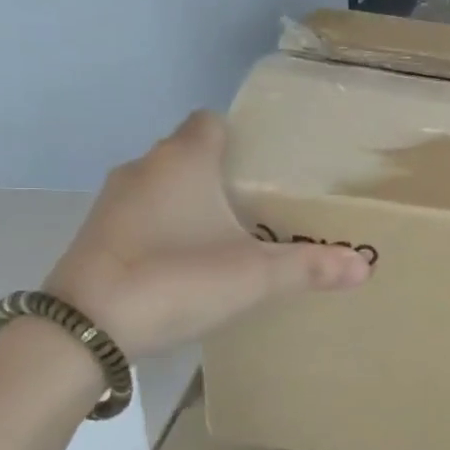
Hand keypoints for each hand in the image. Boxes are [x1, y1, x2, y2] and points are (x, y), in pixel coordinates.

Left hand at [42, 112, 369, 357]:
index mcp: (183, 160)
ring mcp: (113, 200)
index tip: (265, 167)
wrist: (85, 328)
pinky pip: (140, 214)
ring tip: (225, 235)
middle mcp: (144, 167)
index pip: (212, 121)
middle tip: (257, 206)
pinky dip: (162, 226)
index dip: (239, 137)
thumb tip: (365, 267)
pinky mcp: (96, 232)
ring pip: (162, 184)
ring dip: (189, 201)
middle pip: (188, 153)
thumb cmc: (176, 279)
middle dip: (220, 173)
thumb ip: (310, 268)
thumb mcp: (254, 277)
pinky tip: (183, 261)